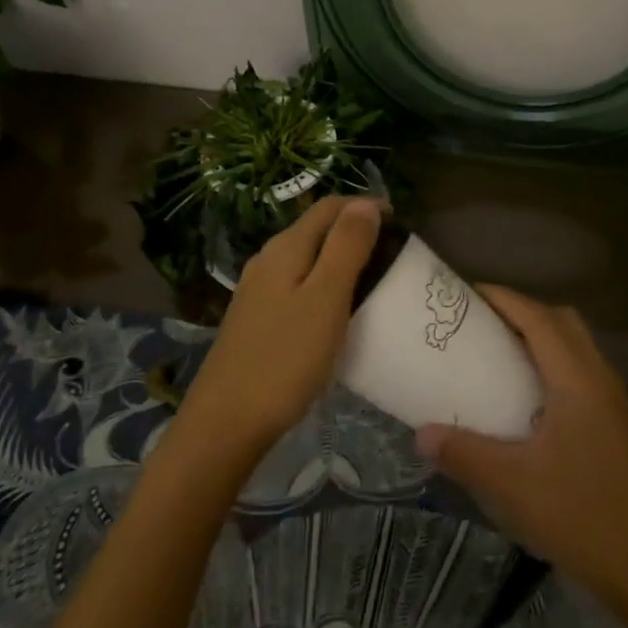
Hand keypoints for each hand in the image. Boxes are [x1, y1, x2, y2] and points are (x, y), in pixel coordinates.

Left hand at [177, 196, 381, 461]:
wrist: (226, 423)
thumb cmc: (284, 358)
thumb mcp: (326, 298)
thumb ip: (346, 246)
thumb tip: (366, 203)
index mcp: (286, 247)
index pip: (330, 206)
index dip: (366, 207)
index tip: (402, 225)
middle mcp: (268, 259)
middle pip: (317, 229)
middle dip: (355, 231)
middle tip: (394, 255)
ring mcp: (258, 290)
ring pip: (307, 258)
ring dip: (340, 259)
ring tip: (375, 281)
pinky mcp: (256, 318)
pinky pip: (298, 285)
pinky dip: (324, 285)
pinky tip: (338, 312)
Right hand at [415, 285, 627, 613]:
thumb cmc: (582, 515)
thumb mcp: (513, 485)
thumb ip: (465, 454)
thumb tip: (422, 433)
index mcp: (576, 378)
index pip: (538, 317)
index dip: (503, 298)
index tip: (466, 293)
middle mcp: (598, 376)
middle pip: (561, 320)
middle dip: (521, 311)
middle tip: (481, 323)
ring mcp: (611, 400)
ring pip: (575, 345)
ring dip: (540, 336)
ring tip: (499, 354)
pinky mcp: (615, 423)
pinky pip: (581, 370)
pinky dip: (553, 363)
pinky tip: (528, 399)